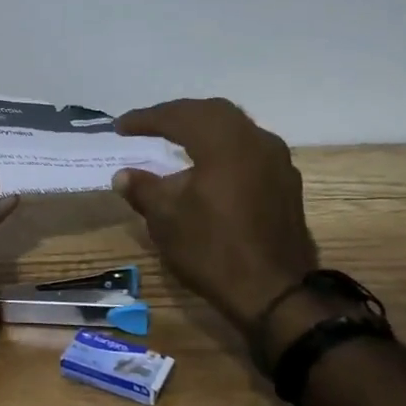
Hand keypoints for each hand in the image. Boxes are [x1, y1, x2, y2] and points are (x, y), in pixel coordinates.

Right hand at [111, 98, 319, 339]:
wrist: (275, 293)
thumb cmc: (213, 250)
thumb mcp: (166, 219)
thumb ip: (143, 189)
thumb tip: (123, 175)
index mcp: (223, 142)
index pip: (178, 117)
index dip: (146, 119)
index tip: (120, 127)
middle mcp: (255, 140)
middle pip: (211, 112)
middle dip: (177, 115)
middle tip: (149, 125)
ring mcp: (277, 160)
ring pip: (235, 127)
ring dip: (203, 127)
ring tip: (177, 138)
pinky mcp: (286, 181)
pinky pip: (250, 147)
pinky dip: (224, 146)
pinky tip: (210, 164)